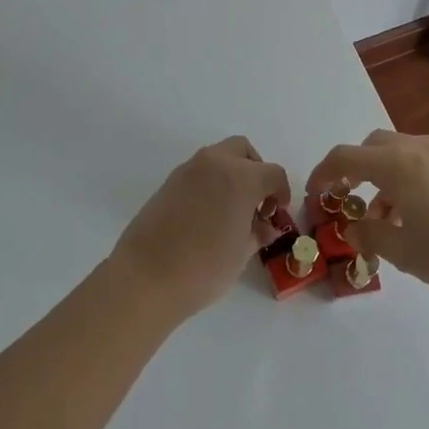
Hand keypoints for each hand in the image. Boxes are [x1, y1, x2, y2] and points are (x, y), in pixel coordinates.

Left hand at [110, 137, 292, 319]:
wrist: (146, 277)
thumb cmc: (203, 268)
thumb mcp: (241, 253)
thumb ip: (258, 232)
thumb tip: (265, 226)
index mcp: (240, 178)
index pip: (273, 173)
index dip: (281, 192)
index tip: (277, 213)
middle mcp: (215, 163)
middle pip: (244, 150)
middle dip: (256, 171)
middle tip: (256, 202)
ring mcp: (188, 169)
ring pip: (219, 157)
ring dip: (232, 174)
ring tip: (232, 210)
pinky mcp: (169, 181)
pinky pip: (199, 171)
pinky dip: (211, 182)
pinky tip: (208, 214)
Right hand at [306, 129, 428, 297]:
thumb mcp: (403, 251)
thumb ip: (369, 235)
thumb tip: (352, 227)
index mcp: (395, 164)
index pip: (344, 157)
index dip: (322, 174)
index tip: (314, 195)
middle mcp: (415, 149)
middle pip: (370, 147)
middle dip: (353, 170)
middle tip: (345, 199)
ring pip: (395, 154)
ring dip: (379, 178)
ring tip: (380, 220)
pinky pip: (416, 162)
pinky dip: (401, 180)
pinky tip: (410, 217)